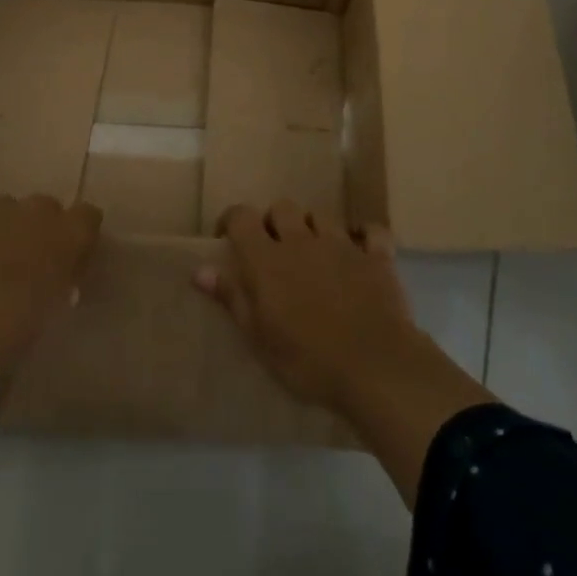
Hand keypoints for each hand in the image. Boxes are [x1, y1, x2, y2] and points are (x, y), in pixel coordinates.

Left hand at [0, 195, 102, 391]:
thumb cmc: (18, 333)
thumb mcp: (55, 309)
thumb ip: (62, 281)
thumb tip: (59, 274)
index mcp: (69, 235)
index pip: (88, 216)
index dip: (78, 237)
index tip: (70, 261)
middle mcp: (36, 211)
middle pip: (45, 208)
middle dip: (40, 230)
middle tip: (28, 265)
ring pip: (7, 210)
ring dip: (5, 230)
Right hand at [195, 199, 418, 412]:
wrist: (375, 367)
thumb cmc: (307, 360)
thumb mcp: (259, 337)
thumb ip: (232, 297)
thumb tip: (200, 269)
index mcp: (267, 259)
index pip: (242, 217)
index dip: (232, 221)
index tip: (228, 239)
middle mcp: (302, 240)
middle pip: (282, 208)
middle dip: (275, 222)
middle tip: (274, 250)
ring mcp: (342, 244)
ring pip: (321, 216)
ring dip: (313, 229)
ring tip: (314, 254)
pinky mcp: (376, 257)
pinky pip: (371, 231)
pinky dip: (364, 236)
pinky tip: (360, 249)